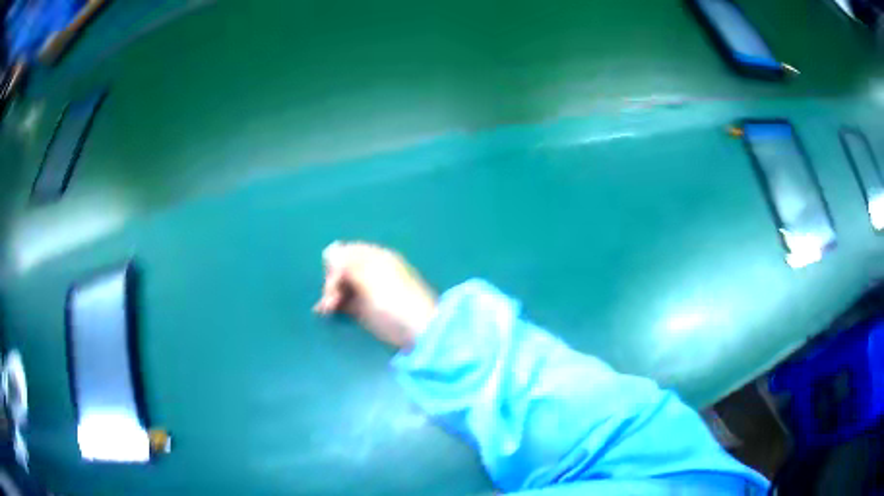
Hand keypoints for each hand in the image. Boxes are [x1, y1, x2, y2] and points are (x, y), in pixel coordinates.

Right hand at [314, 241, 437, 349]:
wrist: (417, 332)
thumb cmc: (394, 301)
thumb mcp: (371, 278)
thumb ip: (349, 264)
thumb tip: (329, 250)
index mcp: (376, 258)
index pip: (347, 252)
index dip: (336, 264)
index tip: (334, 279)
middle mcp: (370, 271)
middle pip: (341, 270)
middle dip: (332, 282)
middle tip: (330, 300)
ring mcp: (368, 291)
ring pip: (341, 287)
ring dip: (330, 295)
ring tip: (326, 310)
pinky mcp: (365, 310)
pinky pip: (344, 302)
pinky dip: (334, 305)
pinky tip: (325, 312)